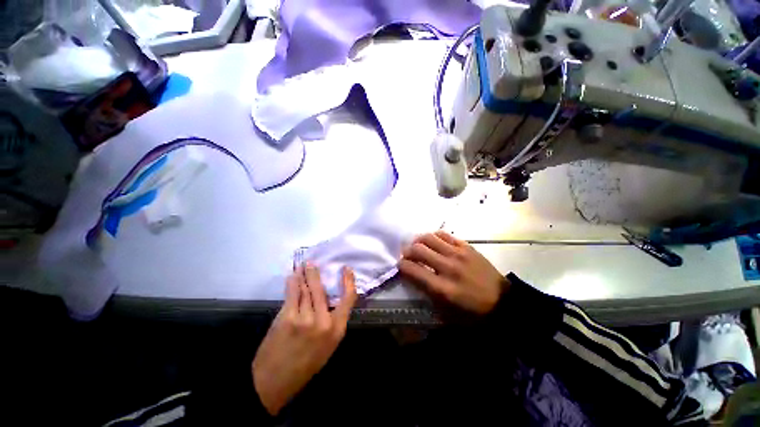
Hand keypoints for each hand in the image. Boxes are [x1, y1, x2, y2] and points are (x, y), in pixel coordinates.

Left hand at [252, 264, 356, 414]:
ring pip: (306, 290)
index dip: (348, 281)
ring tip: (302, 266)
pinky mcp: (288, 318)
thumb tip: (327, 299)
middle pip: (322, 290)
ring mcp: (306, 319)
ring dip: (303, 276)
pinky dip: (292, 283)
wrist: (275, 383)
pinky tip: (292, 276)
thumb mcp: (326, 346)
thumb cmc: (304, 365)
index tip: (346, 269)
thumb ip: (330, 322)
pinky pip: (293, 294)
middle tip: (312, 262)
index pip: (349, 299)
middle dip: (315, 274)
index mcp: (337, 330)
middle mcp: (324, 322)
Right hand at [399, 231, 506, 314]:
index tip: (400, 266)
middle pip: (418, 250)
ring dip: (418, 241)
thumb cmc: (473, 313)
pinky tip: (433, 242)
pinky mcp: (467, 247)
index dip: (401, 266)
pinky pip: (445, 235)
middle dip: (407, 251)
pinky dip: (434, 236)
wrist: (503, 303)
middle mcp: (448, 267)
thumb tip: (412, 276)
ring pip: (429, 238)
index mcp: (442, 288)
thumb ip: (427, 293)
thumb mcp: (447, 313)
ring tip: (418, 246)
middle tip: (407, 255)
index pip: (412, 270)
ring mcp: (458, 254)